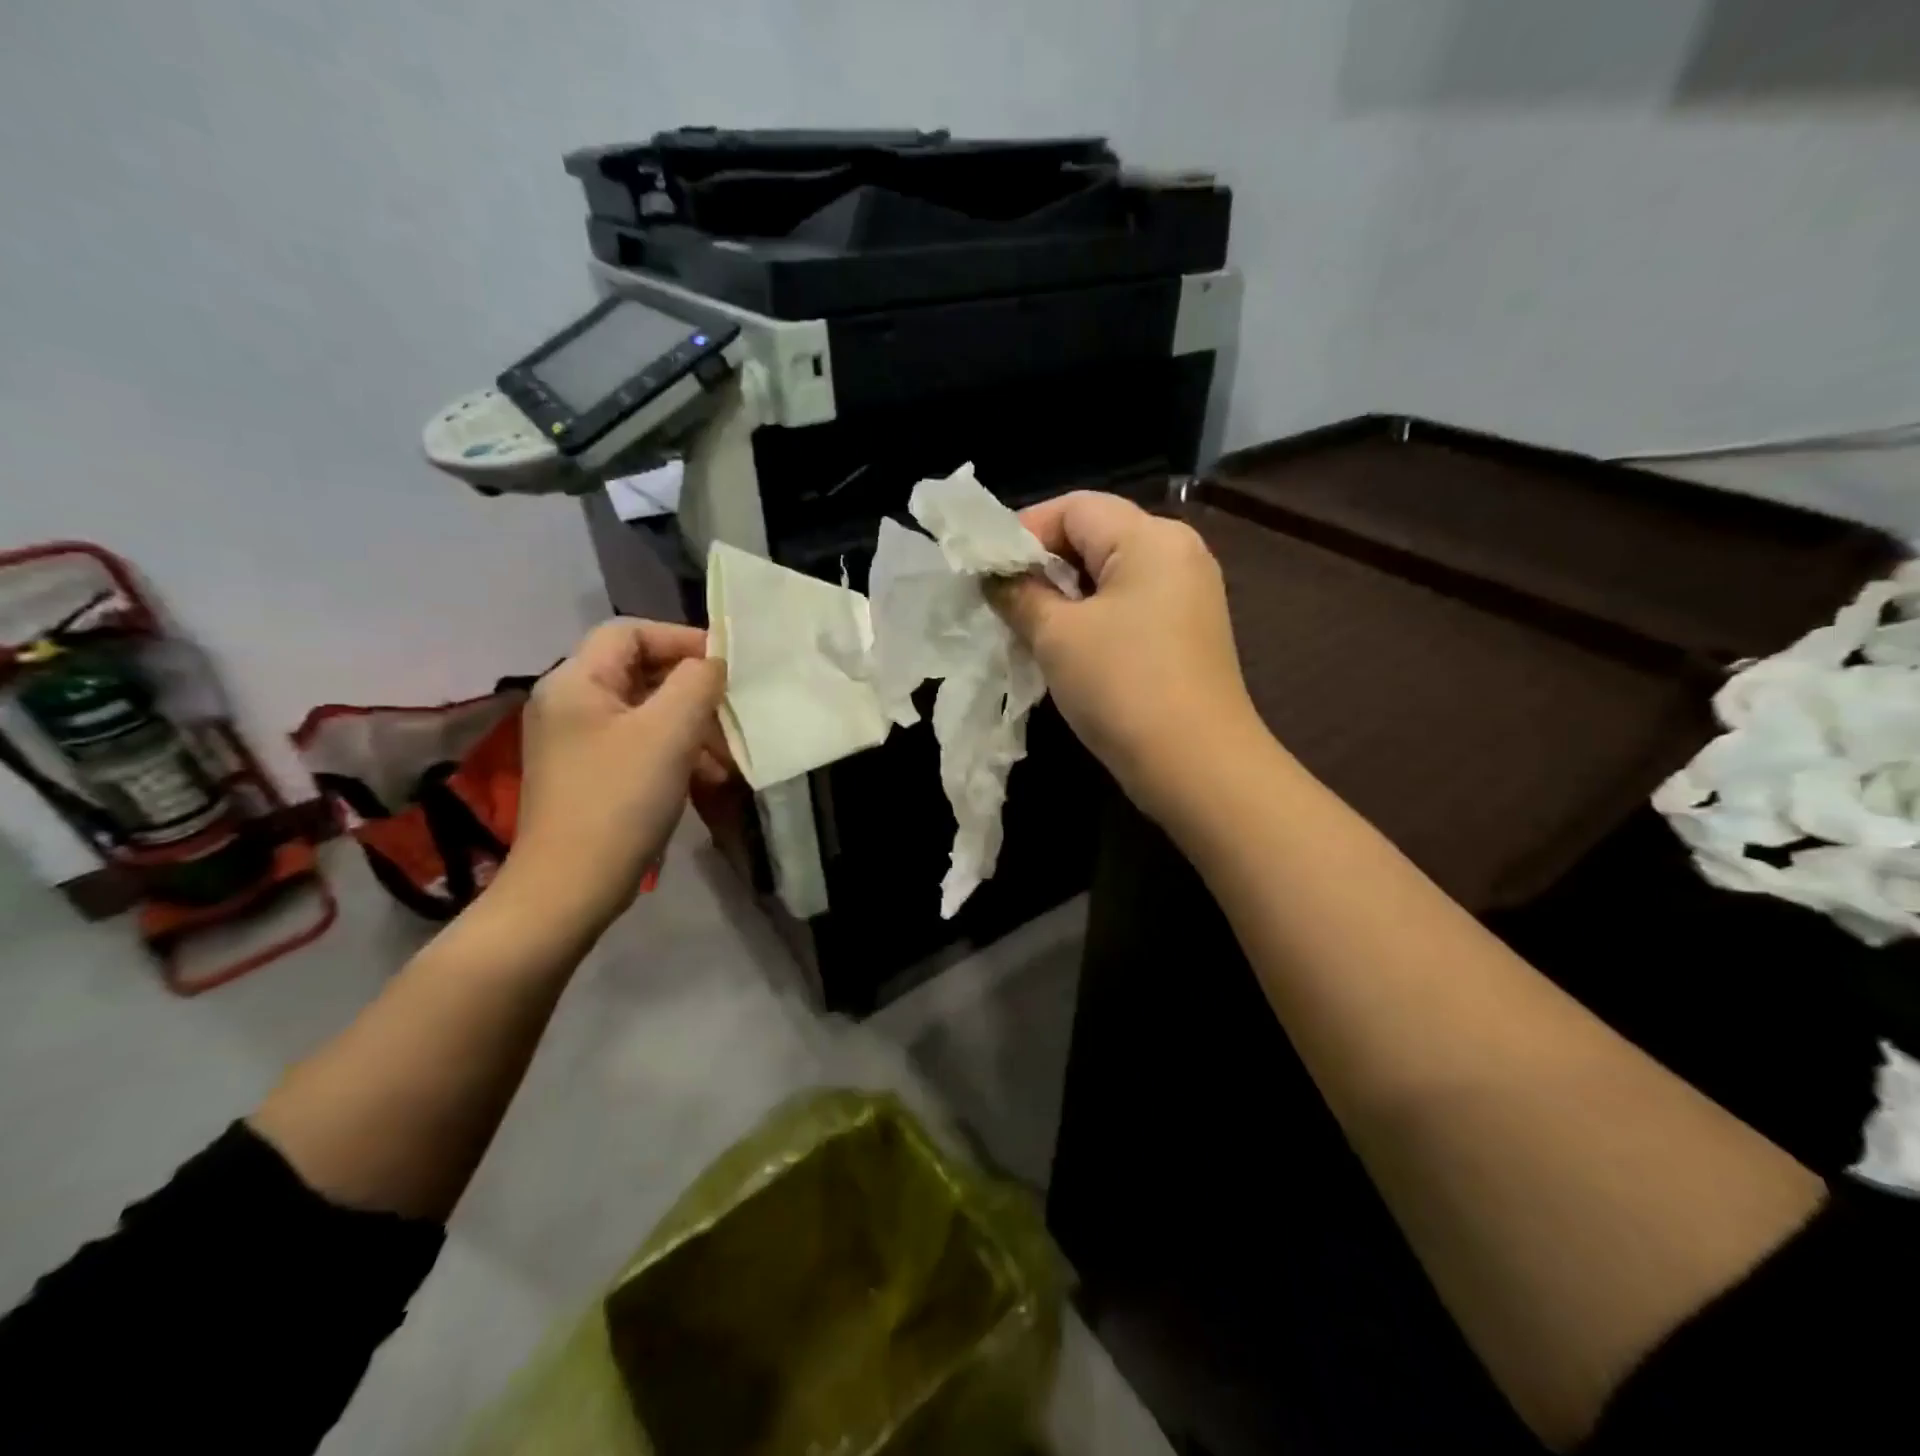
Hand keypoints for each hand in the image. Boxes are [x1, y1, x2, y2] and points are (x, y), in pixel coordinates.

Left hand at [503, 619, 727, 928]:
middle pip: (640, 672)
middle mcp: (569, 703)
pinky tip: (706, 779)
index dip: (681, 639)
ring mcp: (576, 742)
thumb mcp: (668, 733)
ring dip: (690, 726)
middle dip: (692, 690)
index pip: (631, 632)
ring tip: (726, 756)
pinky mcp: (589, 775)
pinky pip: (639, 745)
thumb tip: (712, 664)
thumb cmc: (620, 800)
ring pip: (645, 712)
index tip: (726, 666)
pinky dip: (675, 753)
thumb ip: (696, 683)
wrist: (570, 888)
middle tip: (731, 713)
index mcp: (576, 681)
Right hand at [991, 492, 1262, 819]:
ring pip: (1109, 575)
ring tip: (1025, 626)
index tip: (986, 570)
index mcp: (1150, 537)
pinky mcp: (1187, 633)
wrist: (1196, 766)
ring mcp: (1188, 595)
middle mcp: (1177, 553)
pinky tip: (1064, 648)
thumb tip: (995, 577)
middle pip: (1095, 536)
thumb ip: (1019, 594)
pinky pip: (1128, 606)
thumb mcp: (1057, 635)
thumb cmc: (1122, 685)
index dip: (1023, 531)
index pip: (1075, 508)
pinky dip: (1091, 618)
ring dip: (1063, 596)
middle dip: (1042, 565)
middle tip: (1001, 600)